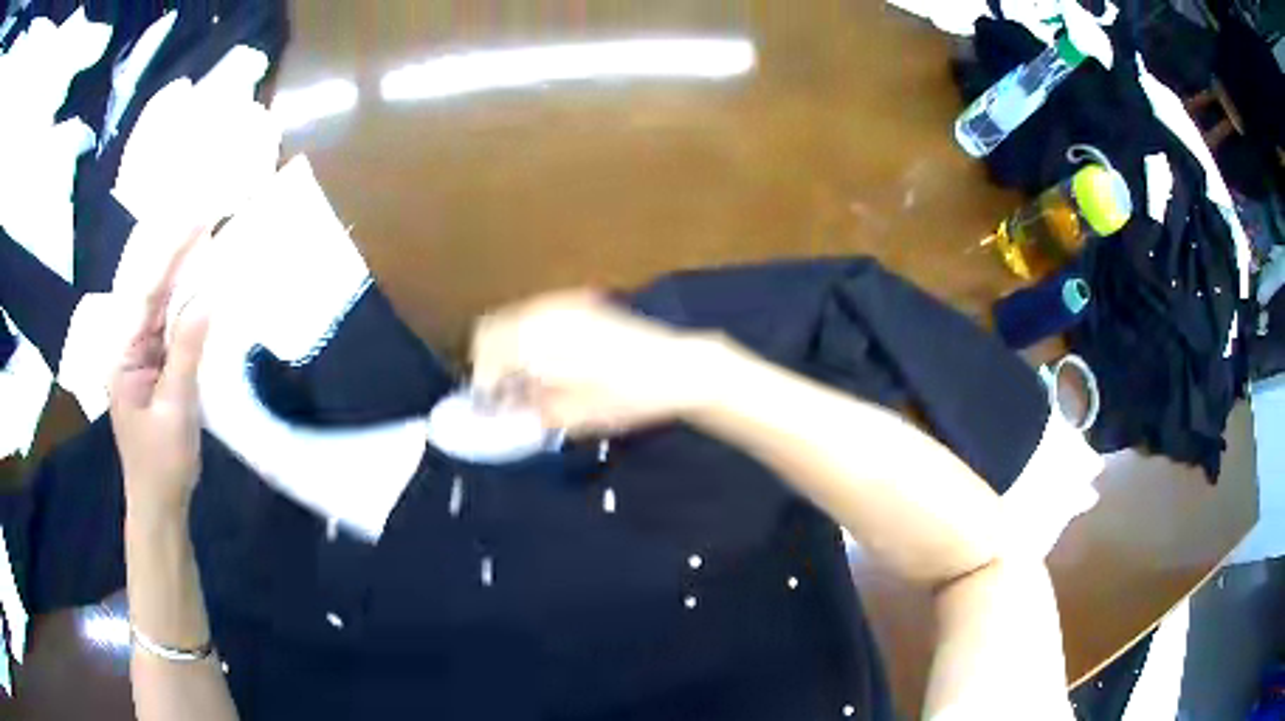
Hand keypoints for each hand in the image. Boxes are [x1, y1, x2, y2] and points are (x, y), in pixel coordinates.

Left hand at [109, 228, 210, 519]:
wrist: (160, 505)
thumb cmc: (161, 465)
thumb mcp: (174, 410)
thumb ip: (186, 355)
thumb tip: (207, 300)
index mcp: (123, 356)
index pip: (146, 294)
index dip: (170, 256)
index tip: (197, 222)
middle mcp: (130, 349)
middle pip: (153, 294)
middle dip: (178, 258)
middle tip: (209, 221)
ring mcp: (143, 360)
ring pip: (164, 310)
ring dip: (185, 278)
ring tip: (210, 244)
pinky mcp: (158, 371)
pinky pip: (173, 332)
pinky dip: (189, 309)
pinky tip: (204, 289)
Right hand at [471, 291, 725, 434]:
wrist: (676, 367)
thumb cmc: (626, 397)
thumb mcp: (574, 416)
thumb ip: (530, 410)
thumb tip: (502, 410)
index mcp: (537, 339)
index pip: (486, 353)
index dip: (482, 384)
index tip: (490, 409)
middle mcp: (542, 313)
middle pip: (491, 329)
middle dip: (488, 362)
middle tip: (502, 394)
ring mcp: (562, 303)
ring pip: (512, 320)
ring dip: (507, 348)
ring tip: (524, 382)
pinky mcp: (580, 302)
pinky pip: (536, 316)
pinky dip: (528, 337)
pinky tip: (545, 363)